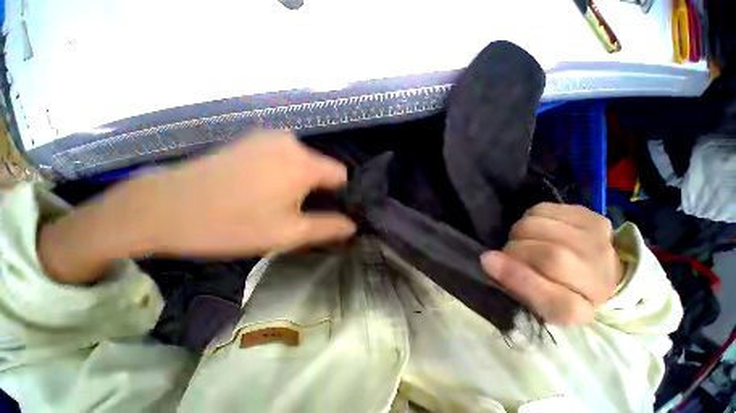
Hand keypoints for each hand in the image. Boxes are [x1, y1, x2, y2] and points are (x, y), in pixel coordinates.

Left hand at [39, 130, 355, 283]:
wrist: (164, 208)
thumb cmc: (232, 223)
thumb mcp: (288, 233)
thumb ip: (328, 228)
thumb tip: (352, 225)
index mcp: (303, 162)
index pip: (341, 175)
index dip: (338, 196)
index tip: (322, 213)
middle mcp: (291, 141)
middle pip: (322, 168)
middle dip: (317, 190)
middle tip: (297, 213)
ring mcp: (268, 137)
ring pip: (303, 163)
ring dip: (300, 182)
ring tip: (277, 202)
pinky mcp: (251, 139)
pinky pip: (284, 157)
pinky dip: (284, 172)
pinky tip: (261, 189)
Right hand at [481, 203, 622, 324]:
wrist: (593, 273)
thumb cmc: (550, 288)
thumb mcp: (529, 299)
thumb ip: (510, 283)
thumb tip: (486, 258)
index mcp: (582, 313)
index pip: (557, 301)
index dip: (517, 278)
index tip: (487, 262)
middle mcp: (601, 281)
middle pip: (551, 256)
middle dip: (516, 249)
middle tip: (509, 252)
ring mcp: (599, 245)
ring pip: (542, 227)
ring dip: (520, 233)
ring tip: (525, 241)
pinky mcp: (592, 218)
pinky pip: (544, 210)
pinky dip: (530, 218)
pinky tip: (538, 230)